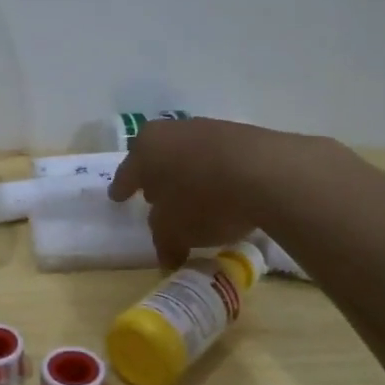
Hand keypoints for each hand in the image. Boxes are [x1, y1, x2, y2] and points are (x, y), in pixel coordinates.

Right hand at [108, 117, 316, 268]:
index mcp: (145, 149)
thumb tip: (168, 256)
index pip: (127, 173)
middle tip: (155, 197)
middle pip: (156, 156)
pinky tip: (224, 191)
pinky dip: (215, 172)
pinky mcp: (241, 134)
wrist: (266, 171)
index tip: (118, 197)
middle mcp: (171, 132)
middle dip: (155, 176)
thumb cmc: (204, 201)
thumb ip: (165, 241)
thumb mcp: (175, 231)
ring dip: (187, 173)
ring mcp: (207, 128)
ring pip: (188, 153)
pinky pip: (217, 157)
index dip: (122, 189)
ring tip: (194, 197)